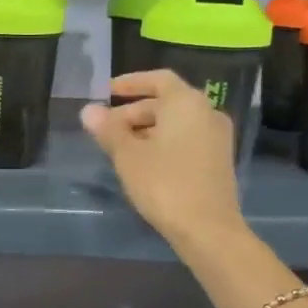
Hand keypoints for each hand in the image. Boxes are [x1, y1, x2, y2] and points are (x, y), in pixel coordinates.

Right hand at [81, 70, 243, 250]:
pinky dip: (164, 143)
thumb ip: (109, 129)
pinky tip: (143, 163)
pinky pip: (187, 140)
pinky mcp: (218, 161)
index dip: (131, 83)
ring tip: (120, 149)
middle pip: (166, 103)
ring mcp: (217, 137)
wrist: (208, 228)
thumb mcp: (128, 156)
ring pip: (176, 123)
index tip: (108, 91)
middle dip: (134, 112)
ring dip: (147, 130)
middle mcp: (207, 112)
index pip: (158, 79)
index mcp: (186, 102)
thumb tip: (89, 110)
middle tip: (107, 129)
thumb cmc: (164, 184)